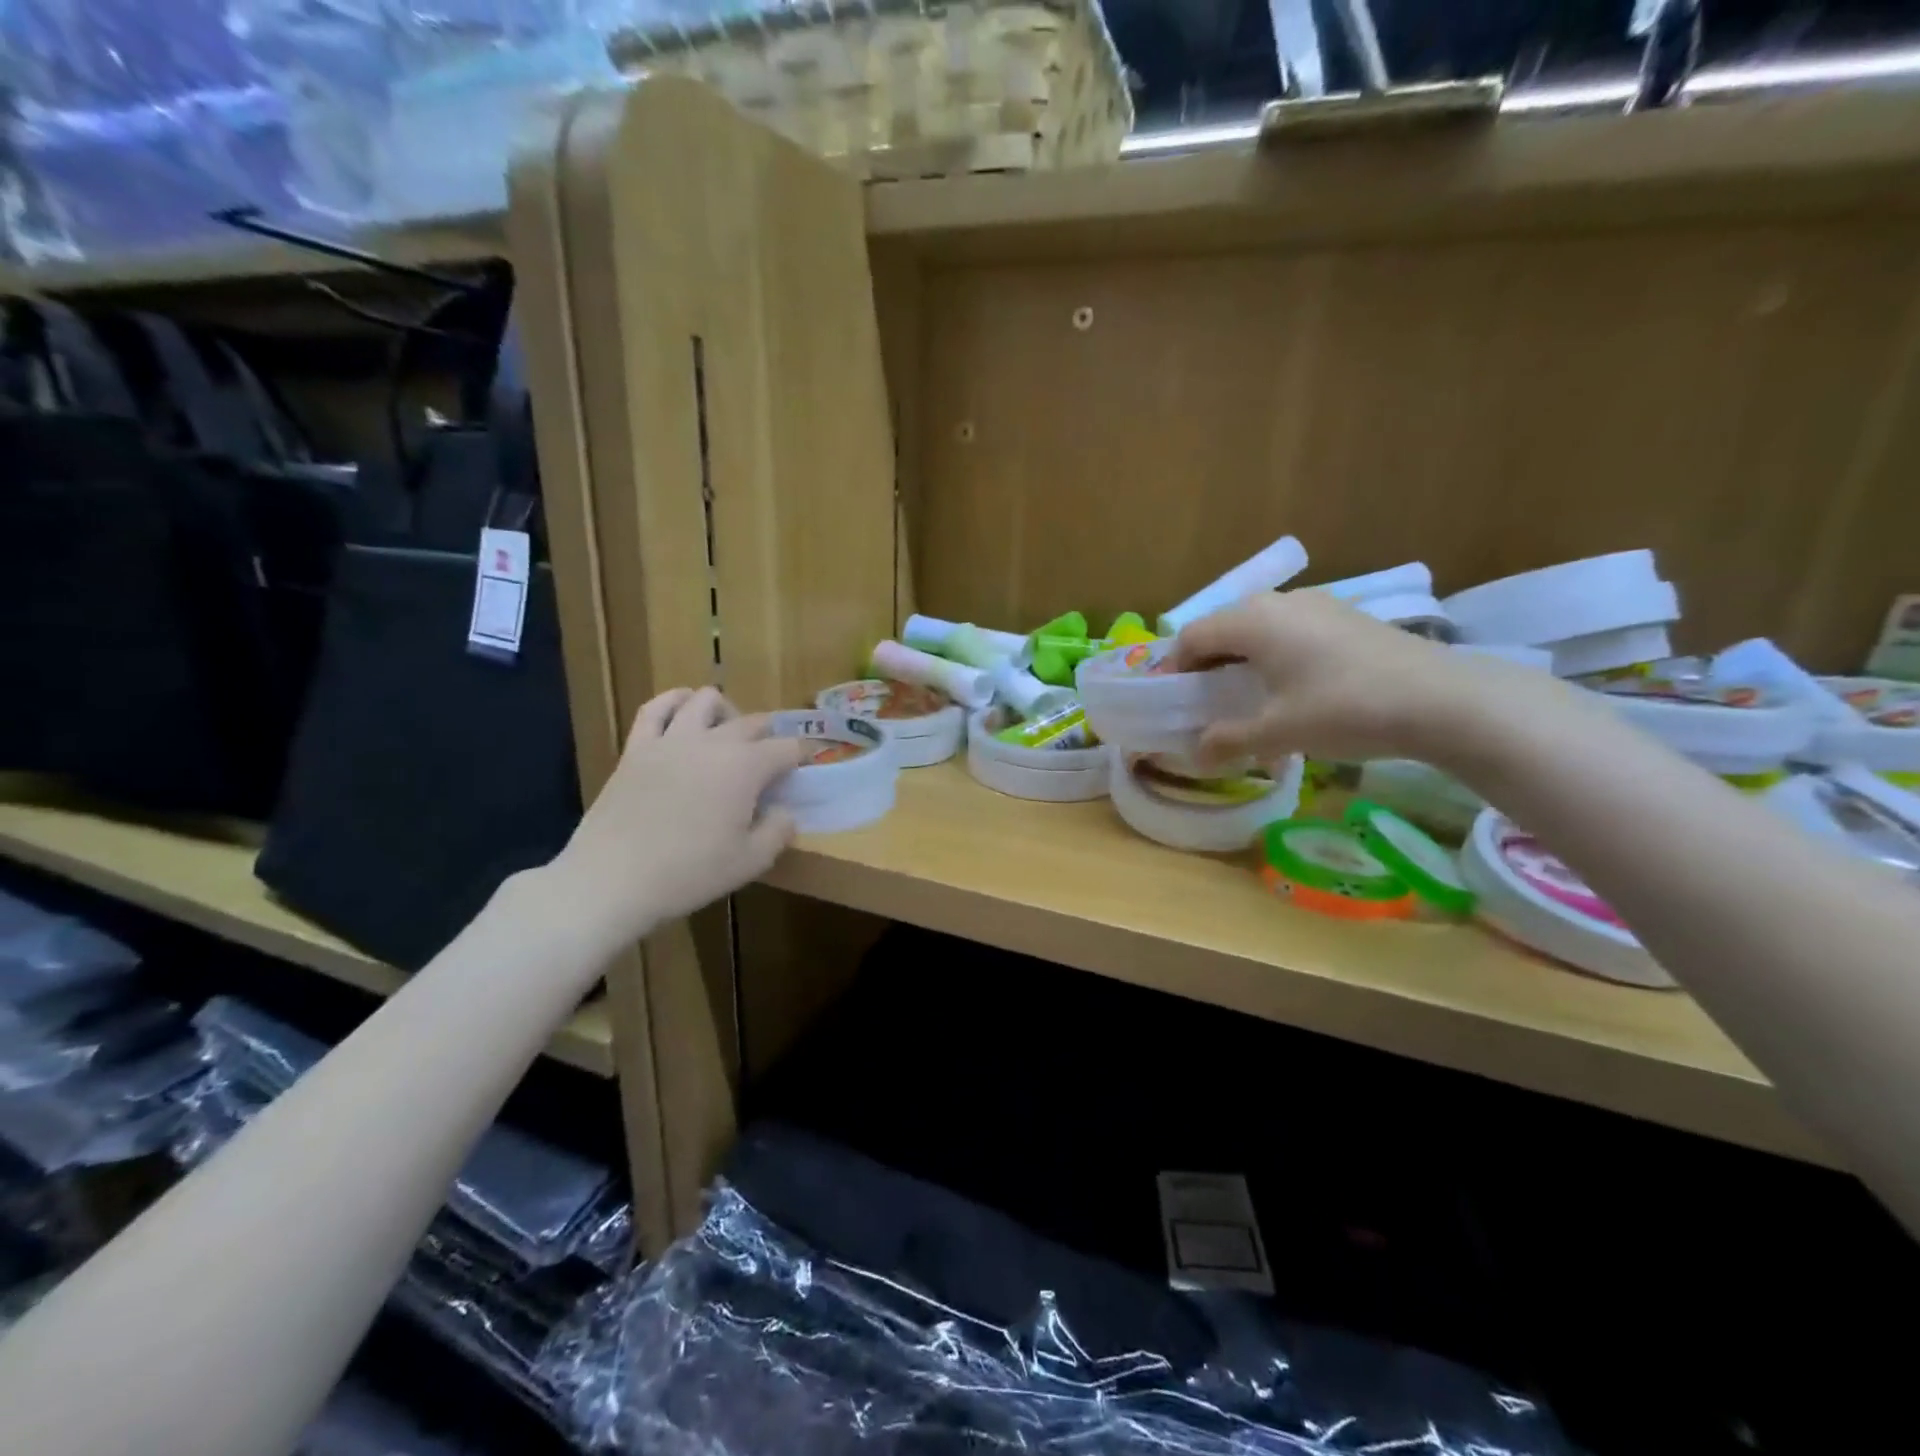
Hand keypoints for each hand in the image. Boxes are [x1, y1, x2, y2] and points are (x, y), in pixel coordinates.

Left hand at [549, 687, 805, 946]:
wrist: (612, 879)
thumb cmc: (690, 873)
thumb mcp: (750, 862)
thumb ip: (778, 831)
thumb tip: (785, 812)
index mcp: (747, 767)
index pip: (787, 748)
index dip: (802, 756)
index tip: (805, 767)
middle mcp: (713, 742)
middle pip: (752, 722)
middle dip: (769, 736)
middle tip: (770, 762)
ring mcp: (672, 740)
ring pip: (706, 700)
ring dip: (725, 711)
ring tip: (727, 732)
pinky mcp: (637, 747)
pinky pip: (655, 708)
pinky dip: (674, 701)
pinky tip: (682, 710)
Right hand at [1170, 590, 1564, 768]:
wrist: (1442, 699)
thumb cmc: (1343, 709)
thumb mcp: (1277, 732)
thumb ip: (1228, 740)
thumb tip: (1196, 755)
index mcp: (1252, 621)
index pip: (1192, 637)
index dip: (1174, 669)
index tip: (1173, 702)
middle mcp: (1279, 603)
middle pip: (1224, 628)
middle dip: (1207, 664)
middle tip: (1206, 702)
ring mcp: (1318, 605)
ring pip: (1259, 628)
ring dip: (1242, 660)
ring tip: (1248, 698)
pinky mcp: (1347, 618)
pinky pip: (1292, 631)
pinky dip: (1276, 656)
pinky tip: (1293, 690)